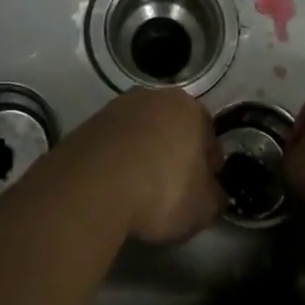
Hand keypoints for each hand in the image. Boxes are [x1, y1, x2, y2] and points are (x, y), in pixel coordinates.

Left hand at [62, 87, 224, 244]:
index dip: (209, 163)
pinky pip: (114, 143)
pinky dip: (118, 160)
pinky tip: (116, 186)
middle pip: (173, 126)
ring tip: (140, 188)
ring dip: (144, 153)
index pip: (208, 135)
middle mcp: (154, 97)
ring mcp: (118, 107)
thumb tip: (215, 194)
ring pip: (141, 131)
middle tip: (175, 187)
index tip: (206, 187)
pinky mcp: (89, 124)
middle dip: (176, 152)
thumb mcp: (203, 207)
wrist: (94, 186)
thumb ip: (215, 197)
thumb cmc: (162, 190)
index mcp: (189, 108)